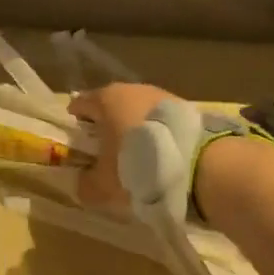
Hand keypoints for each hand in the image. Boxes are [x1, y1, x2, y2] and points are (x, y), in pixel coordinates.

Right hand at [67, 83, 178, 212]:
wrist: (197, 164)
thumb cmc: (138, 166)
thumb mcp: (104, 185)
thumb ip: (86, 184)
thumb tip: (80, 184)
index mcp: (105, 99)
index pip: (81, 103)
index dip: (76, 119)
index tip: (76, 136)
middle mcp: (131, 89)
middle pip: (111, 103)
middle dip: (106, 121)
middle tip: (104, 145)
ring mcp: (160, 94)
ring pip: (137, 108)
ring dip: (133, 125)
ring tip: (135, 149)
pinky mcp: (184, 106)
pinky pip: (160, 118)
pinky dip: (155, 130)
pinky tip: (160, 150)